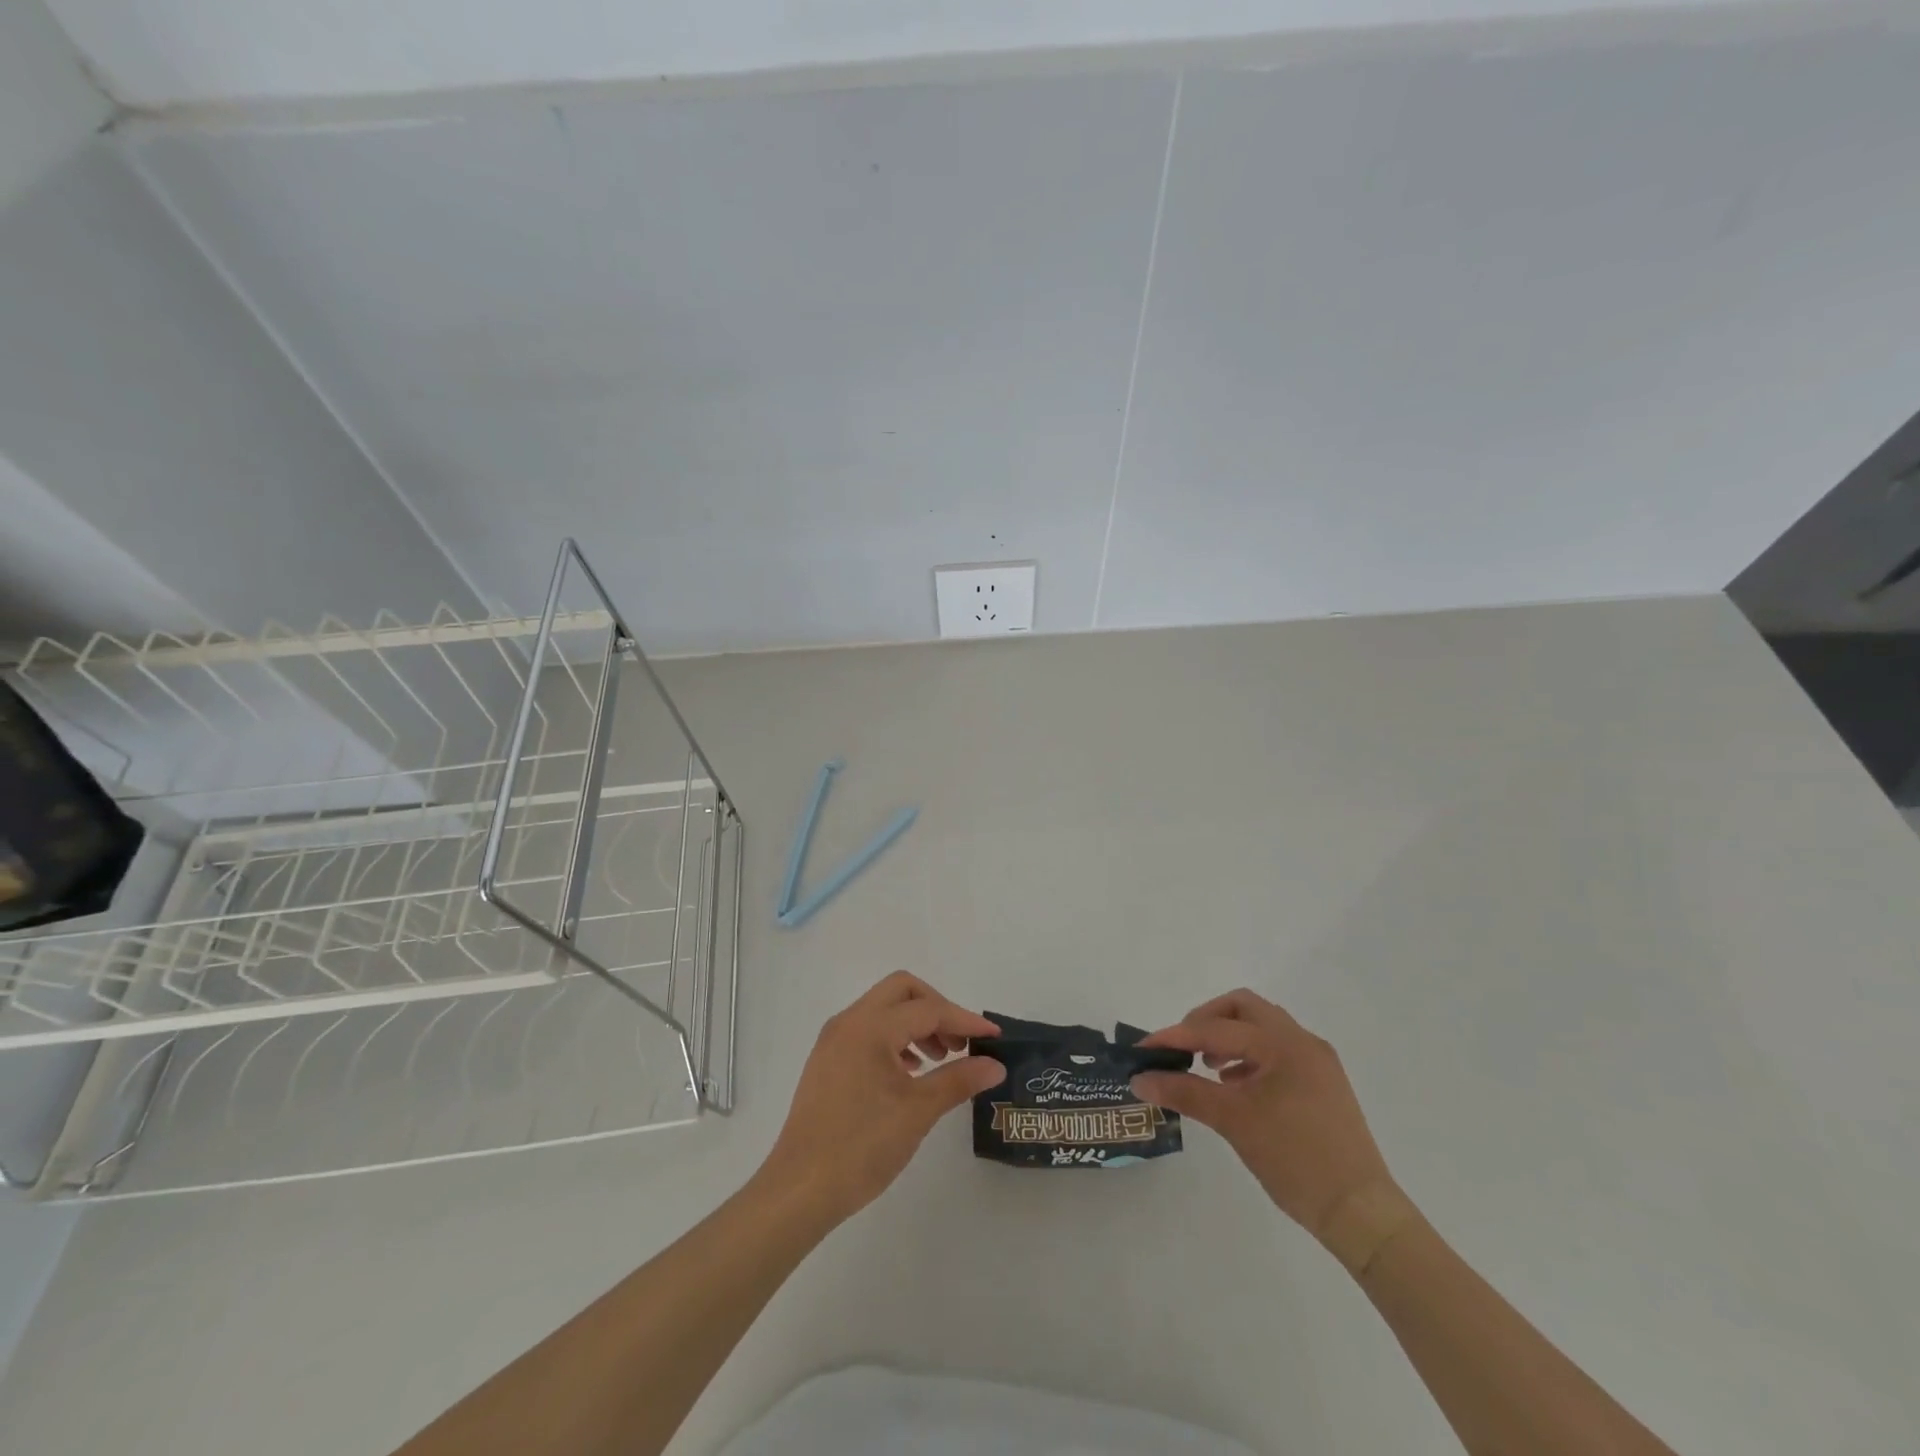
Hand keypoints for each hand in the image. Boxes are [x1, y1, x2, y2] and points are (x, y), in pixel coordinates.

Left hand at [757, 972, 1004, 1224]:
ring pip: (884, 1009)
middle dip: (937, 1009)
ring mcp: (834, 1040)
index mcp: (870, 1027)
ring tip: (941, 1060)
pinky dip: (895, 1039)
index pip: (927, 1009)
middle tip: (961, 1042)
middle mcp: (849, 1022)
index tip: (995, 1038)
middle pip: (902, 991)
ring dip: (916, 1024)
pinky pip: (868, 1030)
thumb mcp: (918, 1111)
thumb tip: (995, 1065)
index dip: (964, 1020)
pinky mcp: (827, 1060)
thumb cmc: (861, 1147)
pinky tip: (910, 1073)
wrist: (799, 1190)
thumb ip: (959, 1080)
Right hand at [1132, 990, 1409, 1261]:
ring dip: (1229, 1037)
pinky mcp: (1323, 1083)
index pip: (1216, 1029)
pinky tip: (1235, 1085)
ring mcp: (1317, 1062)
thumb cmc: (1295, 1159)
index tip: (1144, 1050)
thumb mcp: (1233, 1122)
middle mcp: (1302, 1041)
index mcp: (1283, 1043)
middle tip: (1182, 1047)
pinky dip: (1249, 1056)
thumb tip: (1140, 1079)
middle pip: (1243, 1008)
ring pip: (1262, 1027)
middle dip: (1206, 1021)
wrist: (1361, 1213)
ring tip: (1206, 1068)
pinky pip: (1277, 1052)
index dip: (1176, 1036)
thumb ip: (1184, 1092)